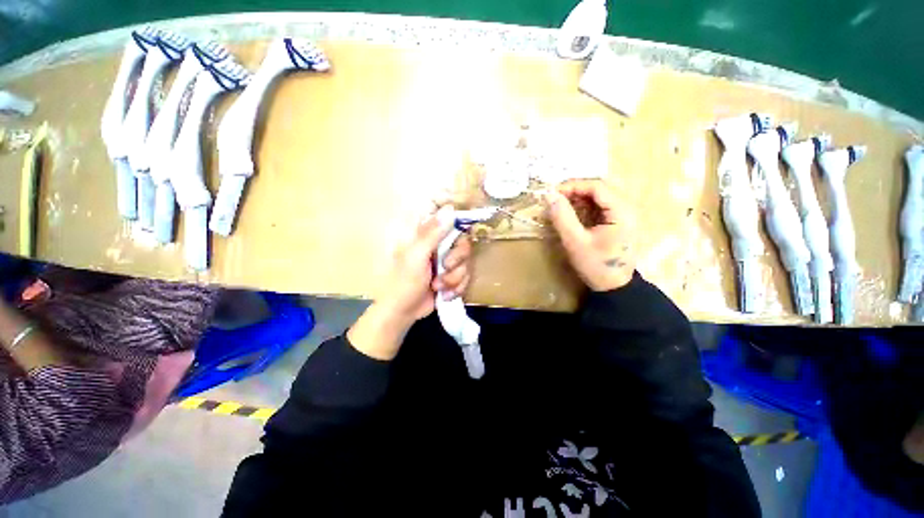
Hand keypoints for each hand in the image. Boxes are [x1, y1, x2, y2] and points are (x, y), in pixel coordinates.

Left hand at [348, 205, 473, 359]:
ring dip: (454, 278)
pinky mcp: (452, 277)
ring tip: (438, 287)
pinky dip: (456, 288)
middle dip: (458, 259)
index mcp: (427, 235)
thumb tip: (450, 208)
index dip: (460, 221)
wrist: (404, 312)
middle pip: (463, 242)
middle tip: (446, 268)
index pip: (448, 219)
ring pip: (466, 263)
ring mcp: (446, 262)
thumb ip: (433, 233)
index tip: (465, 230)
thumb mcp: (417, 255)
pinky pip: (466, 277)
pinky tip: (444, 295)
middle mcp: (439, 245)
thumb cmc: (404, 281)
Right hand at [544, 179, 636, 291]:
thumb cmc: (596, 266)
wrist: (614, 286)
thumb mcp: (575, 242)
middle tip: (554, 198)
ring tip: (560, 205)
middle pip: (600, 188)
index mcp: (622, 212)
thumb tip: (549, 195)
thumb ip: (562, 217)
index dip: (573, 185)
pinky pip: (600, 205)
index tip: (552, 193)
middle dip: (575, 190)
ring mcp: (625, 213)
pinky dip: (584, 206)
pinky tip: (572, 213)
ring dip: (578, 197)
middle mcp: (628, 208)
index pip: (598, 186)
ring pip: (600, 195)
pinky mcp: (619, 220)